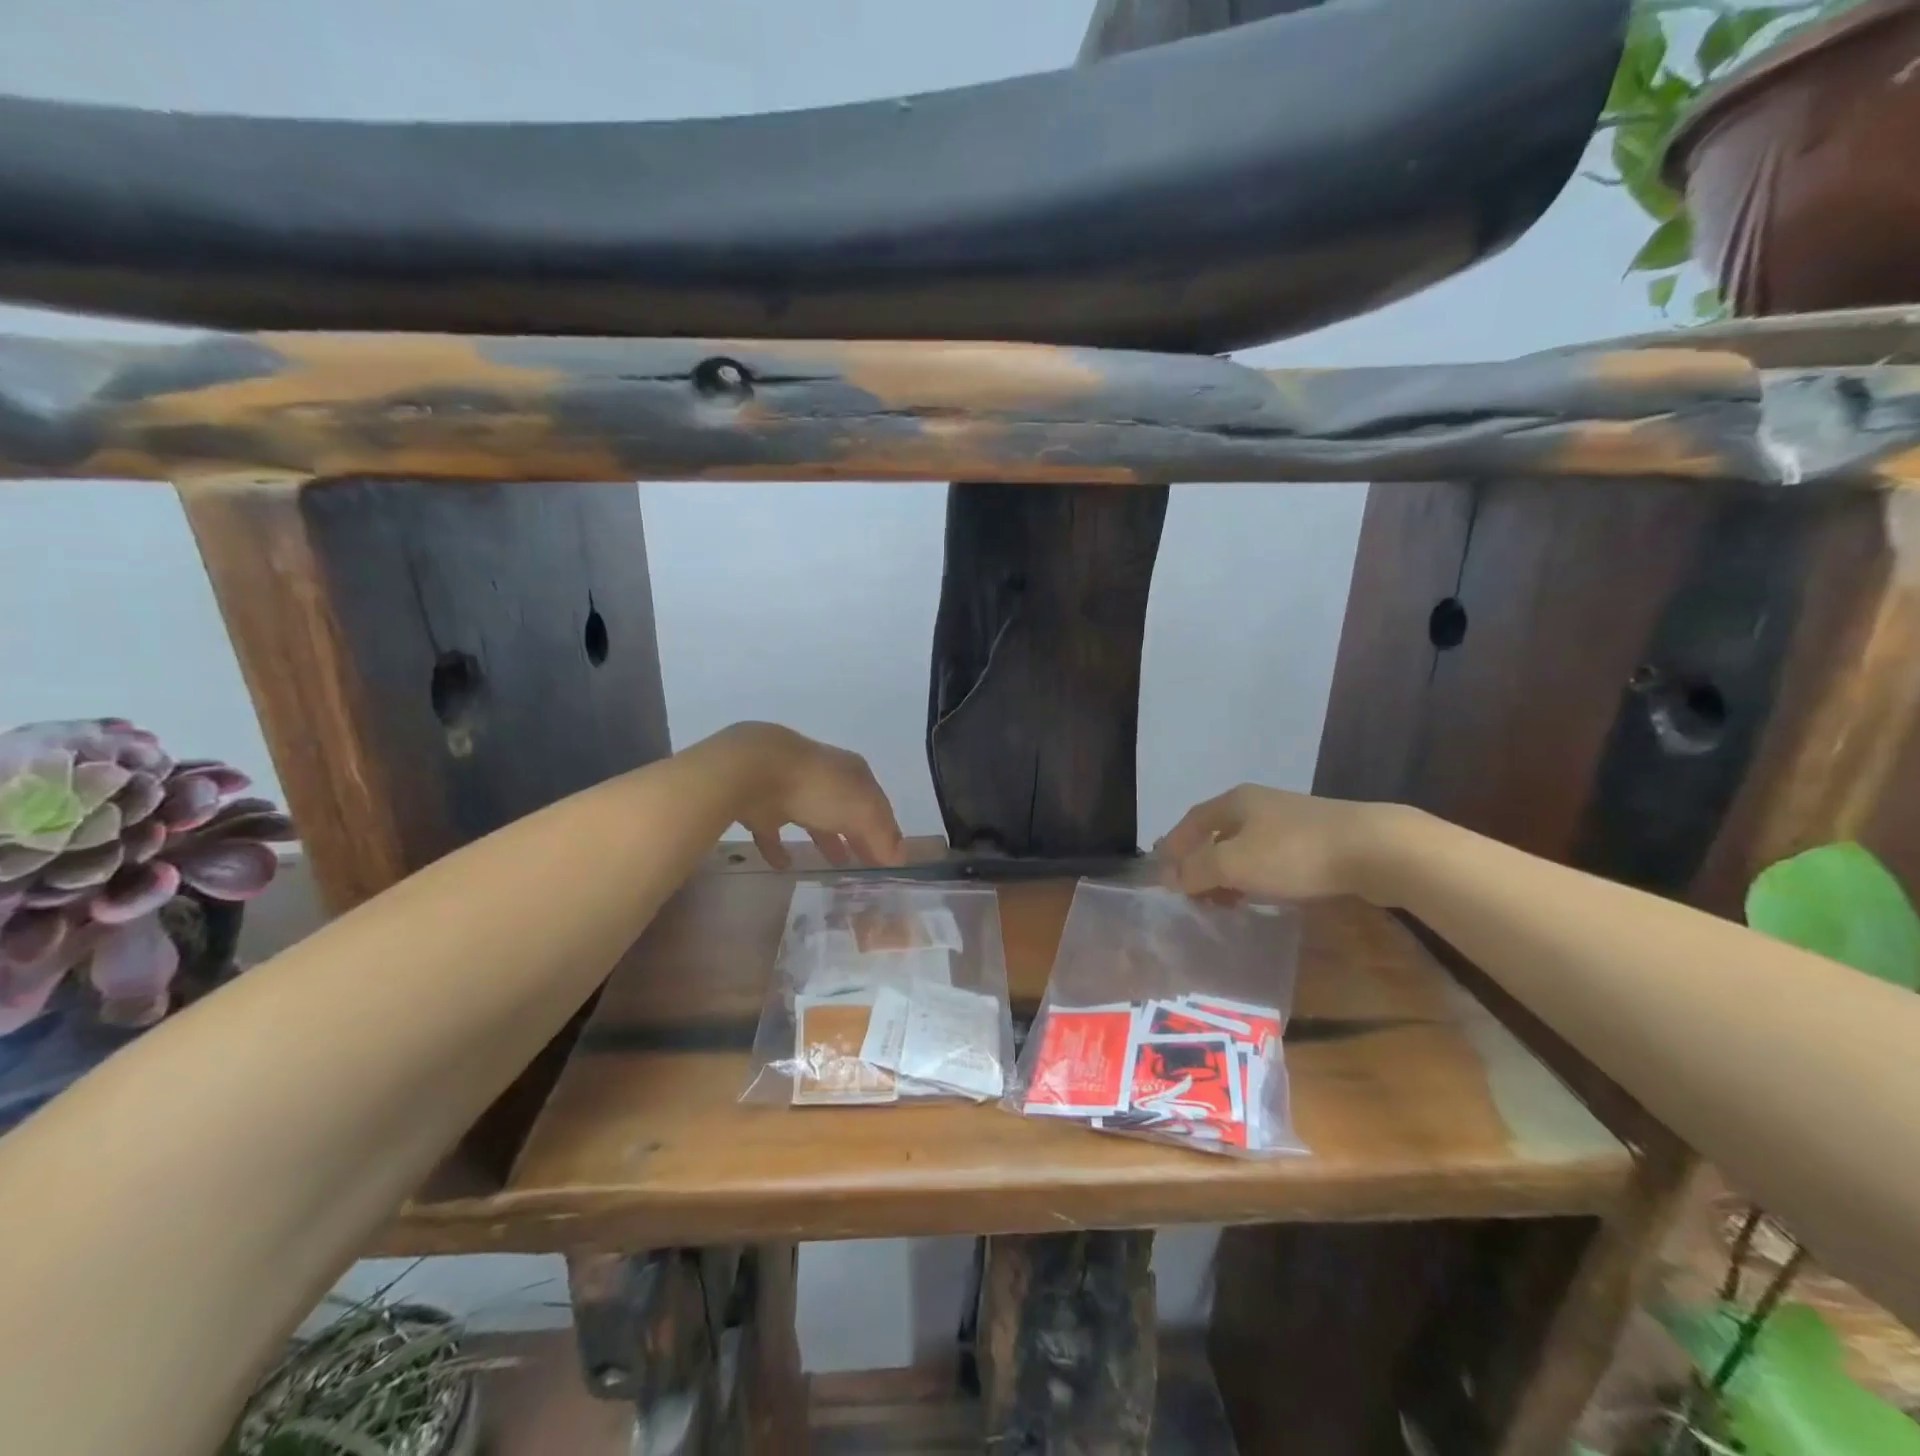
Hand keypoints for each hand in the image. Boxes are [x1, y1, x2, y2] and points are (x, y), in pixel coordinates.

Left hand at [718, 723, 905, 869]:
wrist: (751, 770)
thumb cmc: (817, 788)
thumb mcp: (861, 810)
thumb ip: (882, 834)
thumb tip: (900, 856)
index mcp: (851, 771)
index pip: (876, 803)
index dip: (885, 830)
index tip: (890, 859)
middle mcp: (823, 776)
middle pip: (846, 809)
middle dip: (857, 833)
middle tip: (866, 863)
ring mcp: (789, 788)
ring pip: (812, 817)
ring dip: (825, 838)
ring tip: (834, 865)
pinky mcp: (759, 804)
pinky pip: (772, 830)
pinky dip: (779, 846)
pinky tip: (784, 865)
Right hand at [1154, 783, 1406, 902]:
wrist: (1374, 849)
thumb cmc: (1293, 853)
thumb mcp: (1233, 864)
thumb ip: (1196, 870)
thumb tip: (1169, 877)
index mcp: (1233, 802)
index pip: (1190, 822)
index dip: (1173, 848)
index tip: (1162, 877)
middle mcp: (1257, 804)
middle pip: (1217, 834)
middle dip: (1200, 864)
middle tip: (1192, 895)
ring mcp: (1289, 820)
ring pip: (1245, 847)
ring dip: (1228, 874)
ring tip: (1224, 903)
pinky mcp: (1316, 839)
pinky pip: (1271, 857)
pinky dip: (1256, 876)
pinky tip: (1262, 896)